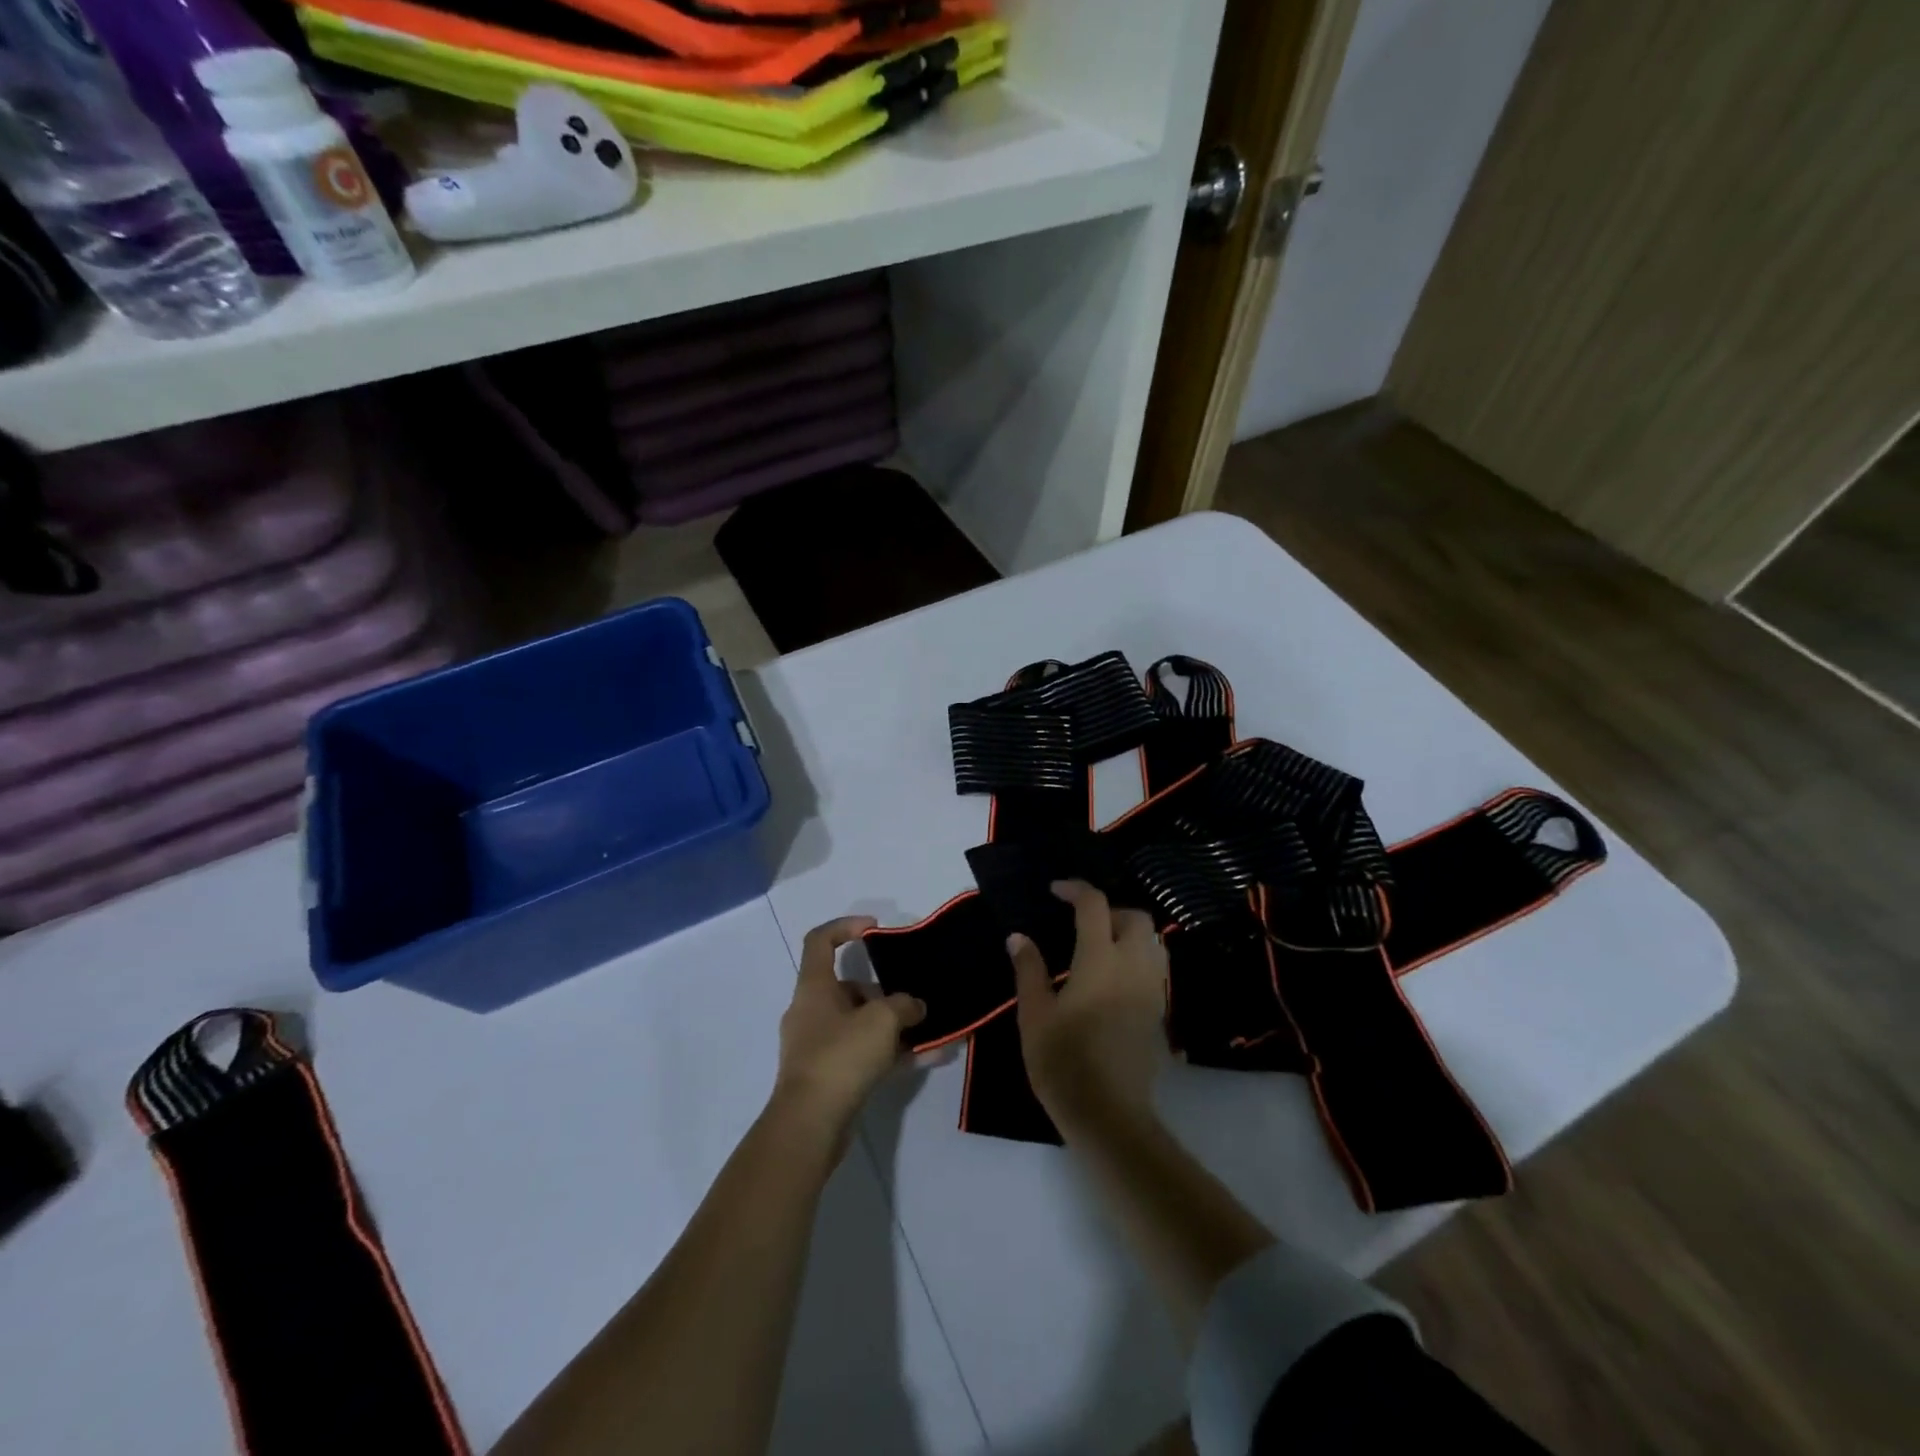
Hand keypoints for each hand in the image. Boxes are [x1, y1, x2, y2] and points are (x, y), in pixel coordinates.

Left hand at [773, 916, 925, 1150]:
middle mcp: (811, 1011)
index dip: (846, 926)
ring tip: (931, 1032)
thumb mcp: (882, 1020)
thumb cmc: (841, 1056)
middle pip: (849, 987)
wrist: (810, 1124)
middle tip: (913, 1001)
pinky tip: (928, 1058)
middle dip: (884, 993)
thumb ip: (904, 1005)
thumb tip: (915, 1006)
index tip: (875, 930)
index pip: (820, 940)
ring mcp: (818, 1045)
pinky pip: (864, 1053)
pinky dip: (892, 1053)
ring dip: (894, 1026)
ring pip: (860, 1024)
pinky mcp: (829, 1075)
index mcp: (814, 987)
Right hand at [1008, 881, 1169, 1123]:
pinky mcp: (1160, 1013)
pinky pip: (1156, 968)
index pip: (1094, 905)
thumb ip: (1028, 969)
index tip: (1055, 891)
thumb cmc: (1063, 1062)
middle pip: (1135, 917)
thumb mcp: (1034, 1015)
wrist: (1110, 1115)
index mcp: (1100, 960)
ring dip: (1129, 932)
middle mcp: (1133, 966)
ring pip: (1152, 941)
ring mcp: (1152, 990)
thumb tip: (1018, 937)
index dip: (1075, 890)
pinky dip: (1138, 958)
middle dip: (1110, 909)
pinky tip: (1114, 979)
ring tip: (1100, 946)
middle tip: (1081, 921)